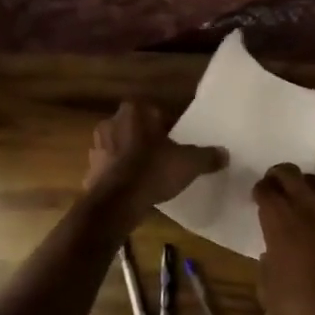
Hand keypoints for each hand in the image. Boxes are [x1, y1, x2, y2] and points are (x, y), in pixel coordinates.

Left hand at [85, 102, 226, 207]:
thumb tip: (225, 154)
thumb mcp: (189, 163)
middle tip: (163, 156)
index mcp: (134, 112)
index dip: (167, 126)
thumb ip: (207, 156)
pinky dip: (119, 174)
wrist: (117, 202)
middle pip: (135, 128)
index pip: (155, 112)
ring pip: (120, 146)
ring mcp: (97, 146)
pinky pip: (110, 168)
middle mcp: (111, 122)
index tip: (176, 141)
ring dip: (131, 156)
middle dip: (146, 139)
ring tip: (148, 173)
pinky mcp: (90, 169)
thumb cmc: (153, 170)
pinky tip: (133, 188)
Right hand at [252, 164, 314, 314]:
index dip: (259, 191)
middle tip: (276, 185)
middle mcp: (305, 203)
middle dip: (279, 175)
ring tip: (305, 196)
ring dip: (307, 186)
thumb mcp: (268, 291)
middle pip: (289, 172)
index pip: (264, 188)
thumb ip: (265, 267)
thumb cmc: (303, 298)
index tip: (258, 198)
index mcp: (278, 216)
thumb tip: (269, 256)